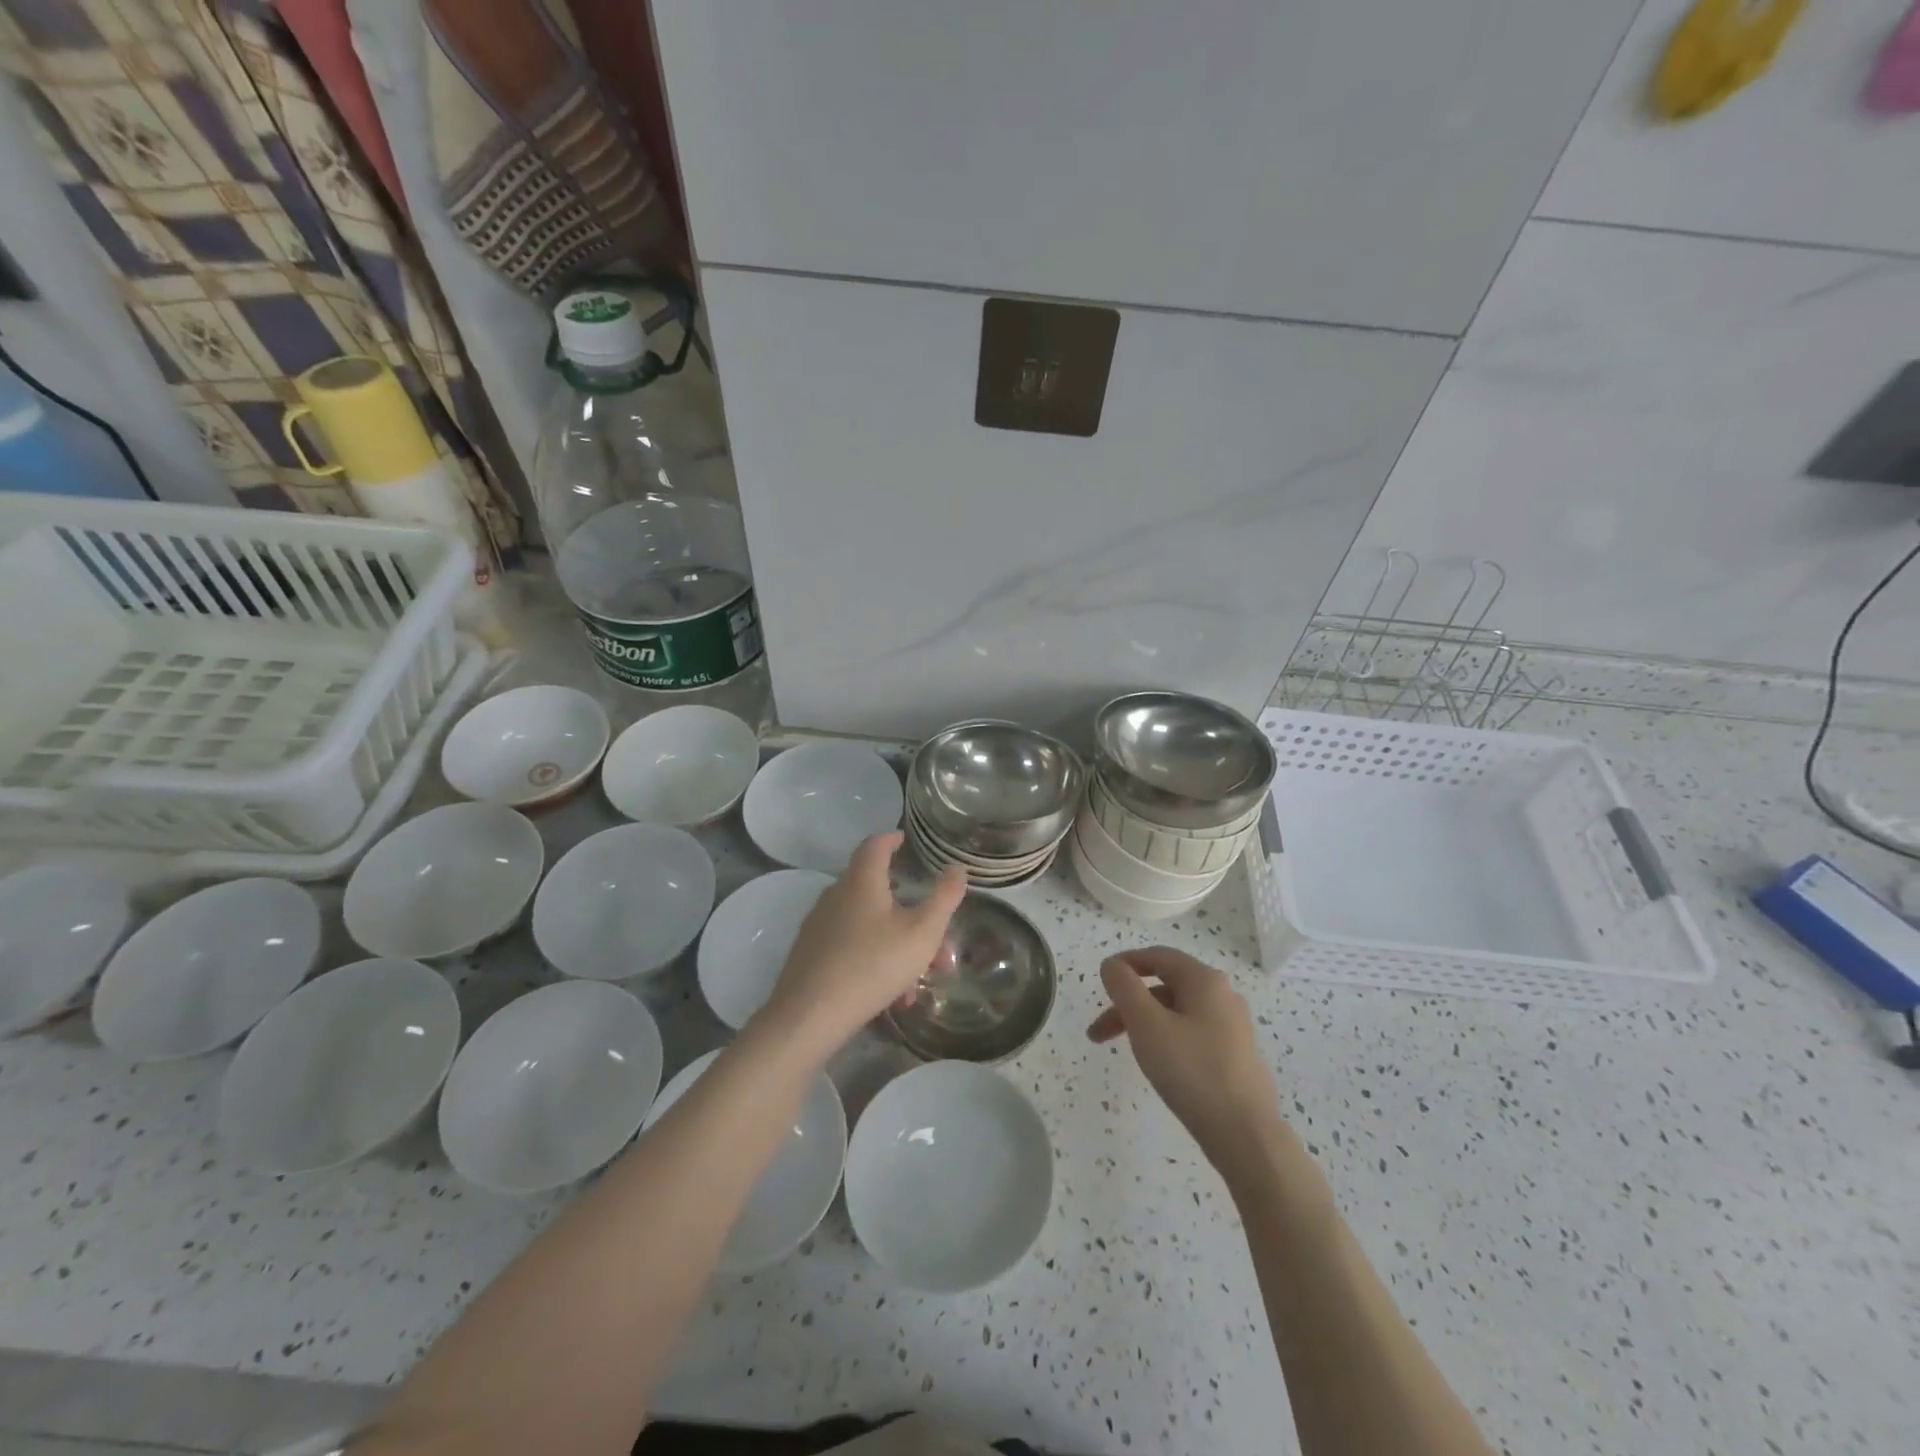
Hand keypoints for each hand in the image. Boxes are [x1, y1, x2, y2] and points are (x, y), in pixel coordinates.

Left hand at [757, 831, 966, 1057]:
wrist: (810, 1016)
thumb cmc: (873, 964)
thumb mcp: (922, 933)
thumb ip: (943, 899)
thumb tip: (957, 869)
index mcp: (861, 881)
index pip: (875, 845)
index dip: (892, 838)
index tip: (904, 839)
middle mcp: (836, 895)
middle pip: (876, 890)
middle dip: (909, 910)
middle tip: (934, 934)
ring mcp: (819, 924)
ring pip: (867, 924)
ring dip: (897, 943)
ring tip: (918, 979)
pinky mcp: (810, 953)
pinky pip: (851, 945)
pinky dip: (875, 958)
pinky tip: (891, 995)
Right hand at [1088, 946, 1281, 1167]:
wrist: (1245, 1135)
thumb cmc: (1191, 1070)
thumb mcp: (1146, 1024)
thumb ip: (1124, 987)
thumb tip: (1113, 965)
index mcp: (1205, 981)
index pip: (1158, 956)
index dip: (1126, 963)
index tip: (1101, 979)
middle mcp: (1223, 996)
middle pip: (1165, 986)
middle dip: (1128, 1004)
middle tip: (1099, 1033)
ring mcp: (1233, 1028)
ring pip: (1177, 1013)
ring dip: (1144, 1024)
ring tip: (1124, 1052)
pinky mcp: (1236, 1056)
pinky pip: (1192, 1034)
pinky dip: (1166, 1039)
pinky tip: (1158, 1065)